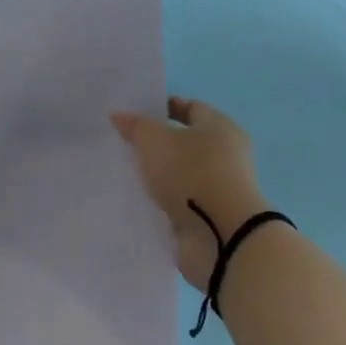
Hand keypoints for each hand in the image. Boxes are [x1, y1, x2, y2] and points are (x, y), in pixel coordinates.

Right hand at [111, 98, 264, 291]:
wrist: (222, 237)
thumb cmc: (192, 174)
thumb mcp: (155, 140)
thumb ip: (136, 126)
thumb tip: (120, 116)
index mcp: (220, 127)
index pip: (191, 108)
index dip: (164, 108)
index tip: (136, 115)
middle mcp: (225, 155)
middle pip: (186, 142)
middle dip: (158, 144)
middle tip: (126, 145)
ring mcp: (220, 188)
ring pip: (182, 175)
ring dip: (160, 176)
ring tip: (127, 175)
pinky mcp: (212, 217)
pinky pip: (181, 203)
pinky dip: (164, 202)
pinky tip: (138, 202)